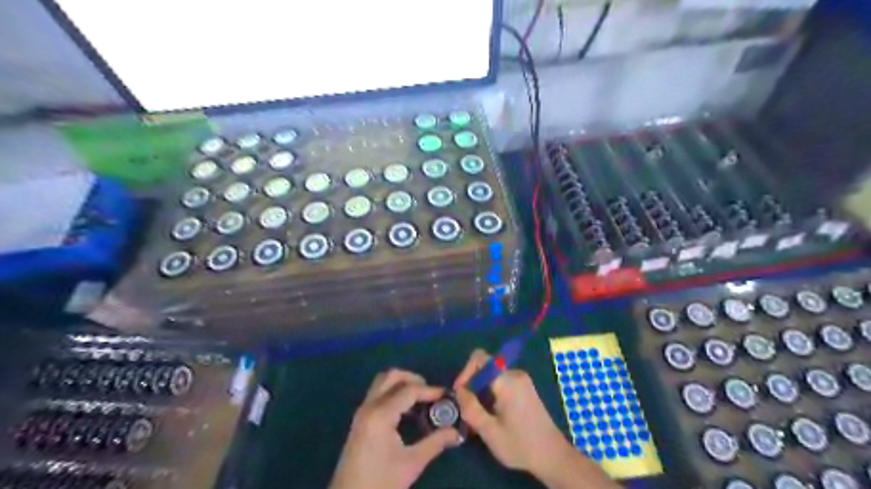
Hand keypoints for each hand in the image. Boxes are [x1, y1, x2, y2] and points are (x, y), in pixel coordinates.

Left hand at [328, 370, 462, 488]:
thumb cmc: (381, 483)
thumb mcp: (412, 464)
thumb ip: (435, 443)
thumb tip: (456, 432)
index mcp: (380, 415)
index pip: (409, 390)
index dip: (430, 390)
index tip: (447, 396)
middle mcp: (369, 406)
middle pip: (391, 376)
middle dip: (413, 379)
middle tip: (430, 393)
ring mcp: (362, 412)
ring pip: (382, 382)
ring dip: (402, 384)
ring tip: (420, 400)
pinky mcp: (360, 420)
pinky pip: (377, 394)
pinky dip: (393, 393)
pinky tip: (407, 411)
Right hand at [452, 350, 575, 479]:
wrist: (553, 456)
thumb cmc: (520, 445)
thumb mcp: (489, 431)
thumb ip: (470, 408)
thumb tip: (459, 391)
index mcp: (507, 381)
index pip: (479, 358)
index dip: (465, 372)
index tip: (460, 394)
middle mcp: (515, 374)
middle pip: (485, 368)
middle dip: (472, 385)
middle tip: (467, 409)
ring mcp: (522, 380)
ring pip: (491, 376)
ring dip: (481, 391)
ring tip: (479, 415)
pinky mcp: (524, 388)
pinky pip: (501, 382)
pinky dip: (491, 393)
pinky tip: (491, 414)